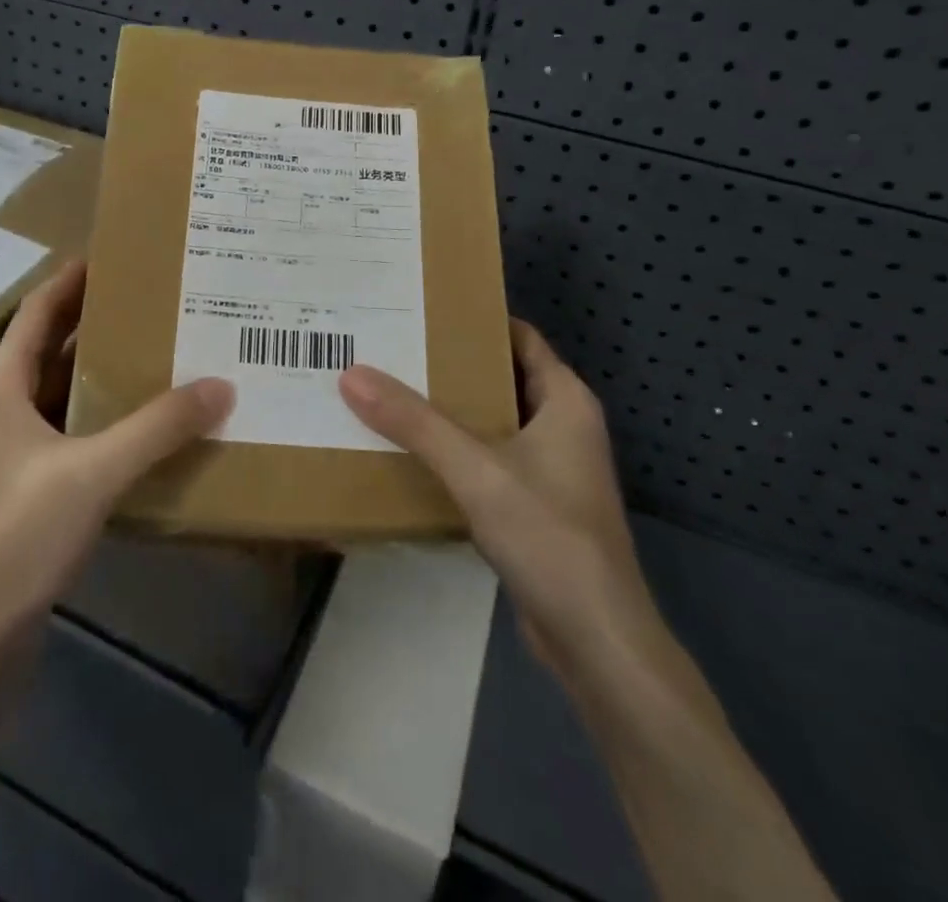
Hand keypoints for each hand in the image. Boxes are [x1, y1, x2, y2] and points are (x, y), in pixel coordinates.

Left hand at [0, 260, 233, 629]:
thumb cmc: (19, 534)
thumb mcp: (95, 470)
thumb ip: (158, 427)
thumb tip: (221, 386)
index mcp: (2, 388)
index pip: (39, 313)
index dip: (72, 281)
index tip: (114, 254)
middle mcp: (4, 411)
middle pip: (54, 350)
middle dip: (99, 323)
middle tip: (154, 300)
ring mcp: (16, 454)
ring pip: (67, 395)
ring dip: (107, 374)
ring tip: (161, 352)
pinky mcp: (32, 490)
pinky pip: (77, 435)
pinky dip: (109, 420)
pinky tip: (149, 425)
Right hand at [339, 321, 660, 677]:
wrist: (595, 639)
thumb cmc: (549, 536)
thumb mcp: (476, 470)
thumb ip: (415, 422)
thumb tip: (352, 374)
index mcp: (565, 400)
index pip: (519, 337)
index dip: (476, 319)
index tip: (424, 308)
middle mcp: (562, 425)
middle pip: (501, 376)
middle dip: (451, 363)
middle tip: (392, 347)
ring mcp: (550, 468)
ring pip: (492, 421)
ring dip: (449, 409)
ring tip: (389, 390)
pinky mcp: (534, 505)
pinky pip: (488, 460)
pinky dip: (455, 450)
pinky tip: (410, 450)